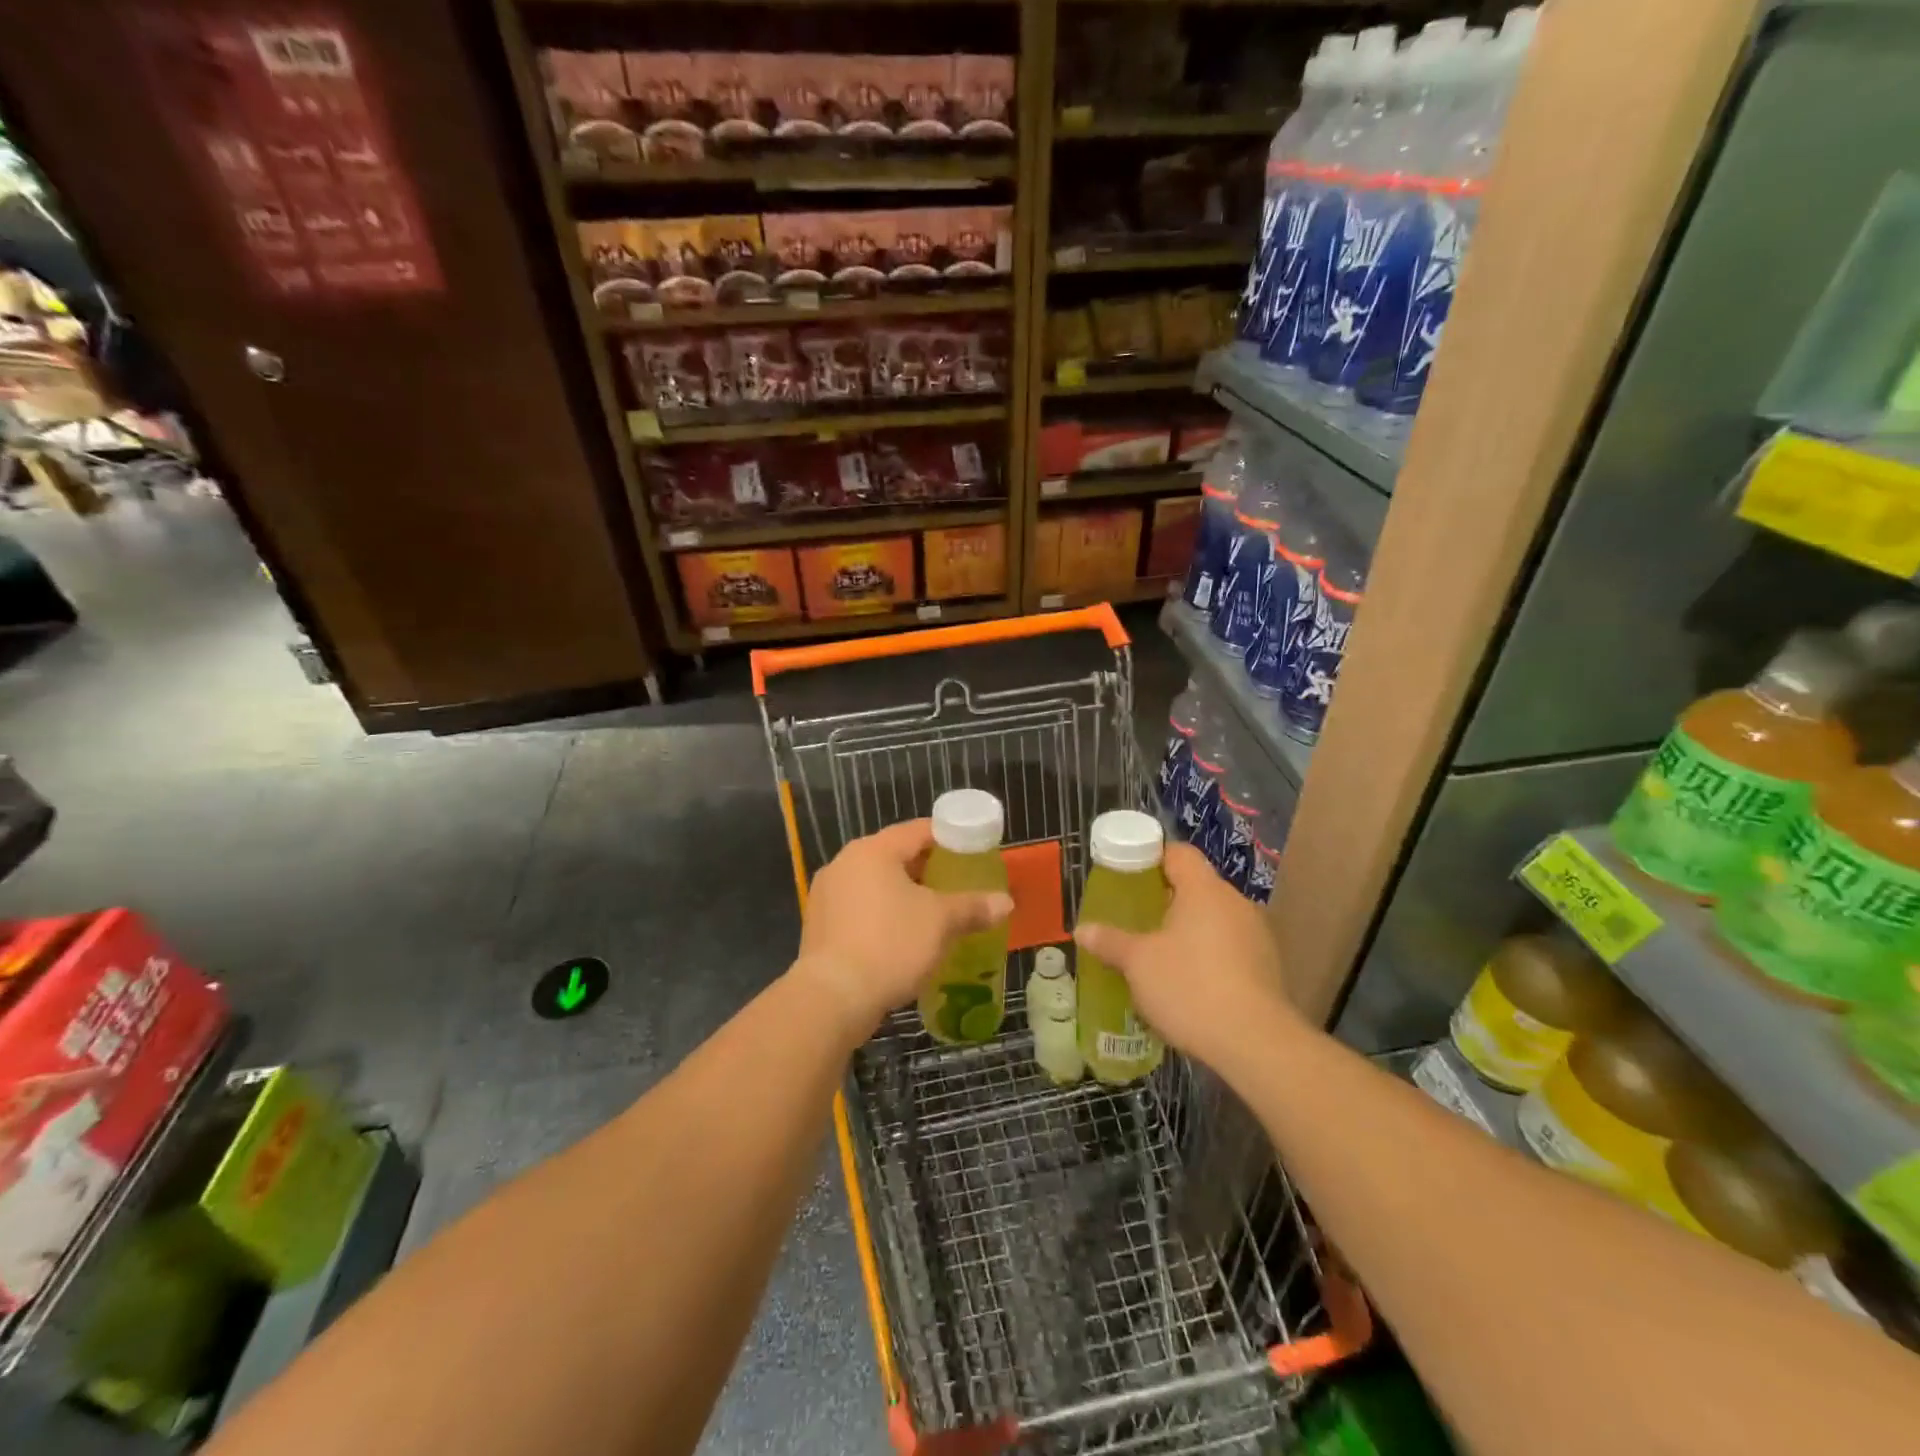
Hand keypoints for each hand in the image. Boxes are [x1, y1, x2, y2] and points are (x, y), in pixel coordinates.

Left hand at [790, 819, 1013, 1038]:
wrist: (833, 997)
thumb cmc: (891, 945)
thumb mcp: (941, 923)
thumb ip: (973, 907)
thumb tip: (1005, 902)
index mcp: (873, 850)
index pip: (917, 831)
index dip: (948, 838)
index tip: (971, 851)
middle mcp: (844, 863)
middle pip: (894, 856)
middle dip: (926, 869)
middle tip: (956, 883)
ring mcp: (826, 895)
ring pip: (875, 884)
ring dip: (903, 894)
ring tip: (933, 913)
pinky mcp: (819, 926)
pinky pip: (859, 909)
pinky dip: (882, 915)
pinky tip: (901, 937)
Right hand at [1072, 843, 1301, 1075]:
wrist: (1256, 1044)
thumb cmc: (1190, 986)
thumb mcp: (1138, 963)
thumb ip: (1110, 942)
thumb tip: (1082, 930)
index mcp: (1204, 889)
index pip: (1178, 853)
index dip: (1151, 858)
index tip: (1128, 876)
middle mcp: (1235, 902)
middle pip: (1196, 886)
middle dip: (1166, 900)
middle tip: (1136, 918)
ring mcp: (1257, 934)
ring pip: (1214, 919)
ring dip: (1189, 930)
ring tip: (1160, 954)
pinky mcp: (1268, 967)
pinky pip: (1231, 947)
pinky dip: (1209, 955)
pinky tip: (1190, 982)